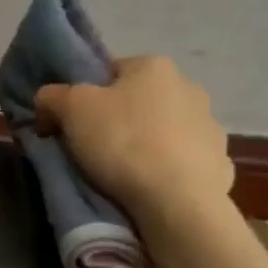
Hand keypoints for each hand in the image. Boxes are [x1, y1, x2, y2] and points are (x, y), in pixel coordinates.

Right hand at [33, 56, 234, 242]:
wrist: (177, 200)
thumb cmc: (122, 141)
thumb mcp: (70, 110)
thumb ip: (52, 96)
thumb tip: (47, 99)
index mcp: (153, 66)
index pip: (110, 71)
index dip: (85, 96)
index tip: (71, 123)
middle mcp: (189, 87)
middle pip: (138, 101)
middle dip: (118, 120)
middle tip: (92, 148)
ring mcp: (210, 126)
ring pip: (164, 131)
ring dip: (147, 144)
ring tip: (123, 174)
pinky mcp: (220, 162)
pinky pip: (184, 161)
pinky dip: (168, 170)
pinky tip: (151, 188)